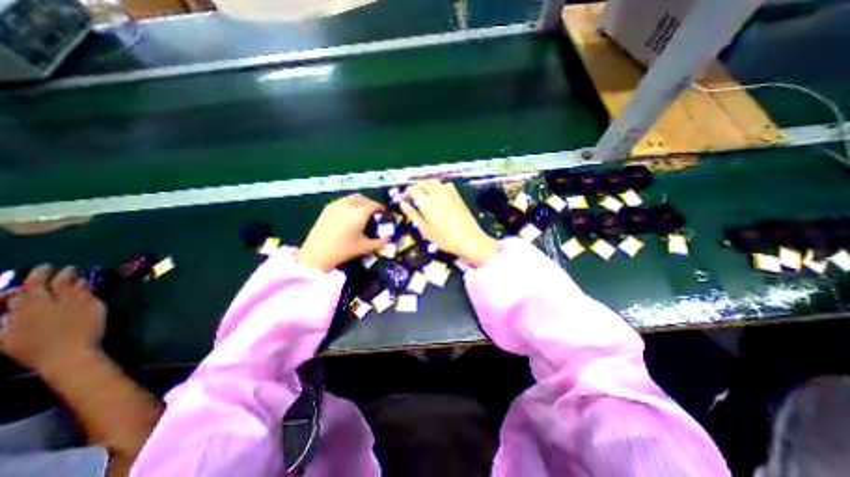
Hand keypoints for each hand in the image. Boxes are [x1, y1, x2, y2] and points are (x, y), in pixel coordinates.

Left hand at [0, 267, 105, 373]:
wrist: (66, 357)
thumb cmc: (85, 328)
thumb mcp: (89, 306)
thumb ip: (80, 291)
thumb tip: (74, 278)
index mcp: (42, 301)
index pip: (43, 282)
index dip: (50, 273)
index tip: (61, 266)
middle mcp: (22, 310)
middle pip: (22, 293)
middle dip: (32, 282)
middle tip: (42, 274)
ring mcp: (13, 325)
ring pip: (11, 306)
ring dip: (18, 296)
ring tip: (25, 291)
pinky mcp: (10, 339)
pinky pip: (4, 323)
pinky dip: (9, 315)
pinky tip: (12, 314)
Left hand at [296, 194, 387, 272]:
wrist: (317, 253)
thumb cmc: (343, 249)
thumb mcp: (364, 247)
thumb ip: (379, 243)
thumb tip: (390, 242)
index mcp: (360, 212)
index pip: (376, 205)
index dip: (382, 210)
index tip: (385, 216)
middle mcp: (349, 204)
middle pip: (365, 199)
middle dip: (372, 205)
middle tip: (375, 215)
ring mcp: (337, 204)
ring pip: (353, 198)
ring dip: (360, 203)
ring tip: (362, 214)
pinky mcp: (328, 208)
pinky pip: (343, 201)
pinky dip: (350, 204)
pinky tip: (348, 215)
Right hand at [401, 178, 499, 266]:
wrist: (469, 239)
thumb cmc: (444, 238)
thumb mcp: (424, 229)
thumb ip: (413, 215)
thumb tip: (402, 204)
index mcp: (426, 201)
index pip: (412, 189)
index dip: (405, 193)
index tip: (403, 200)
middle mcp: (436, 193)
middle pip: (422, 183)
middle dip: (415, 188)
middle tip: (412, 198)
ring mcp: (448, 192)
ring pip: (434, 182)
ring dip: (426, 185)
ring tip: (424, 195)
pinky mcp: (457, 195)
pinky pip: (446, 184)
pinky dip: (439, 186)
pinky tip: (439, 195)